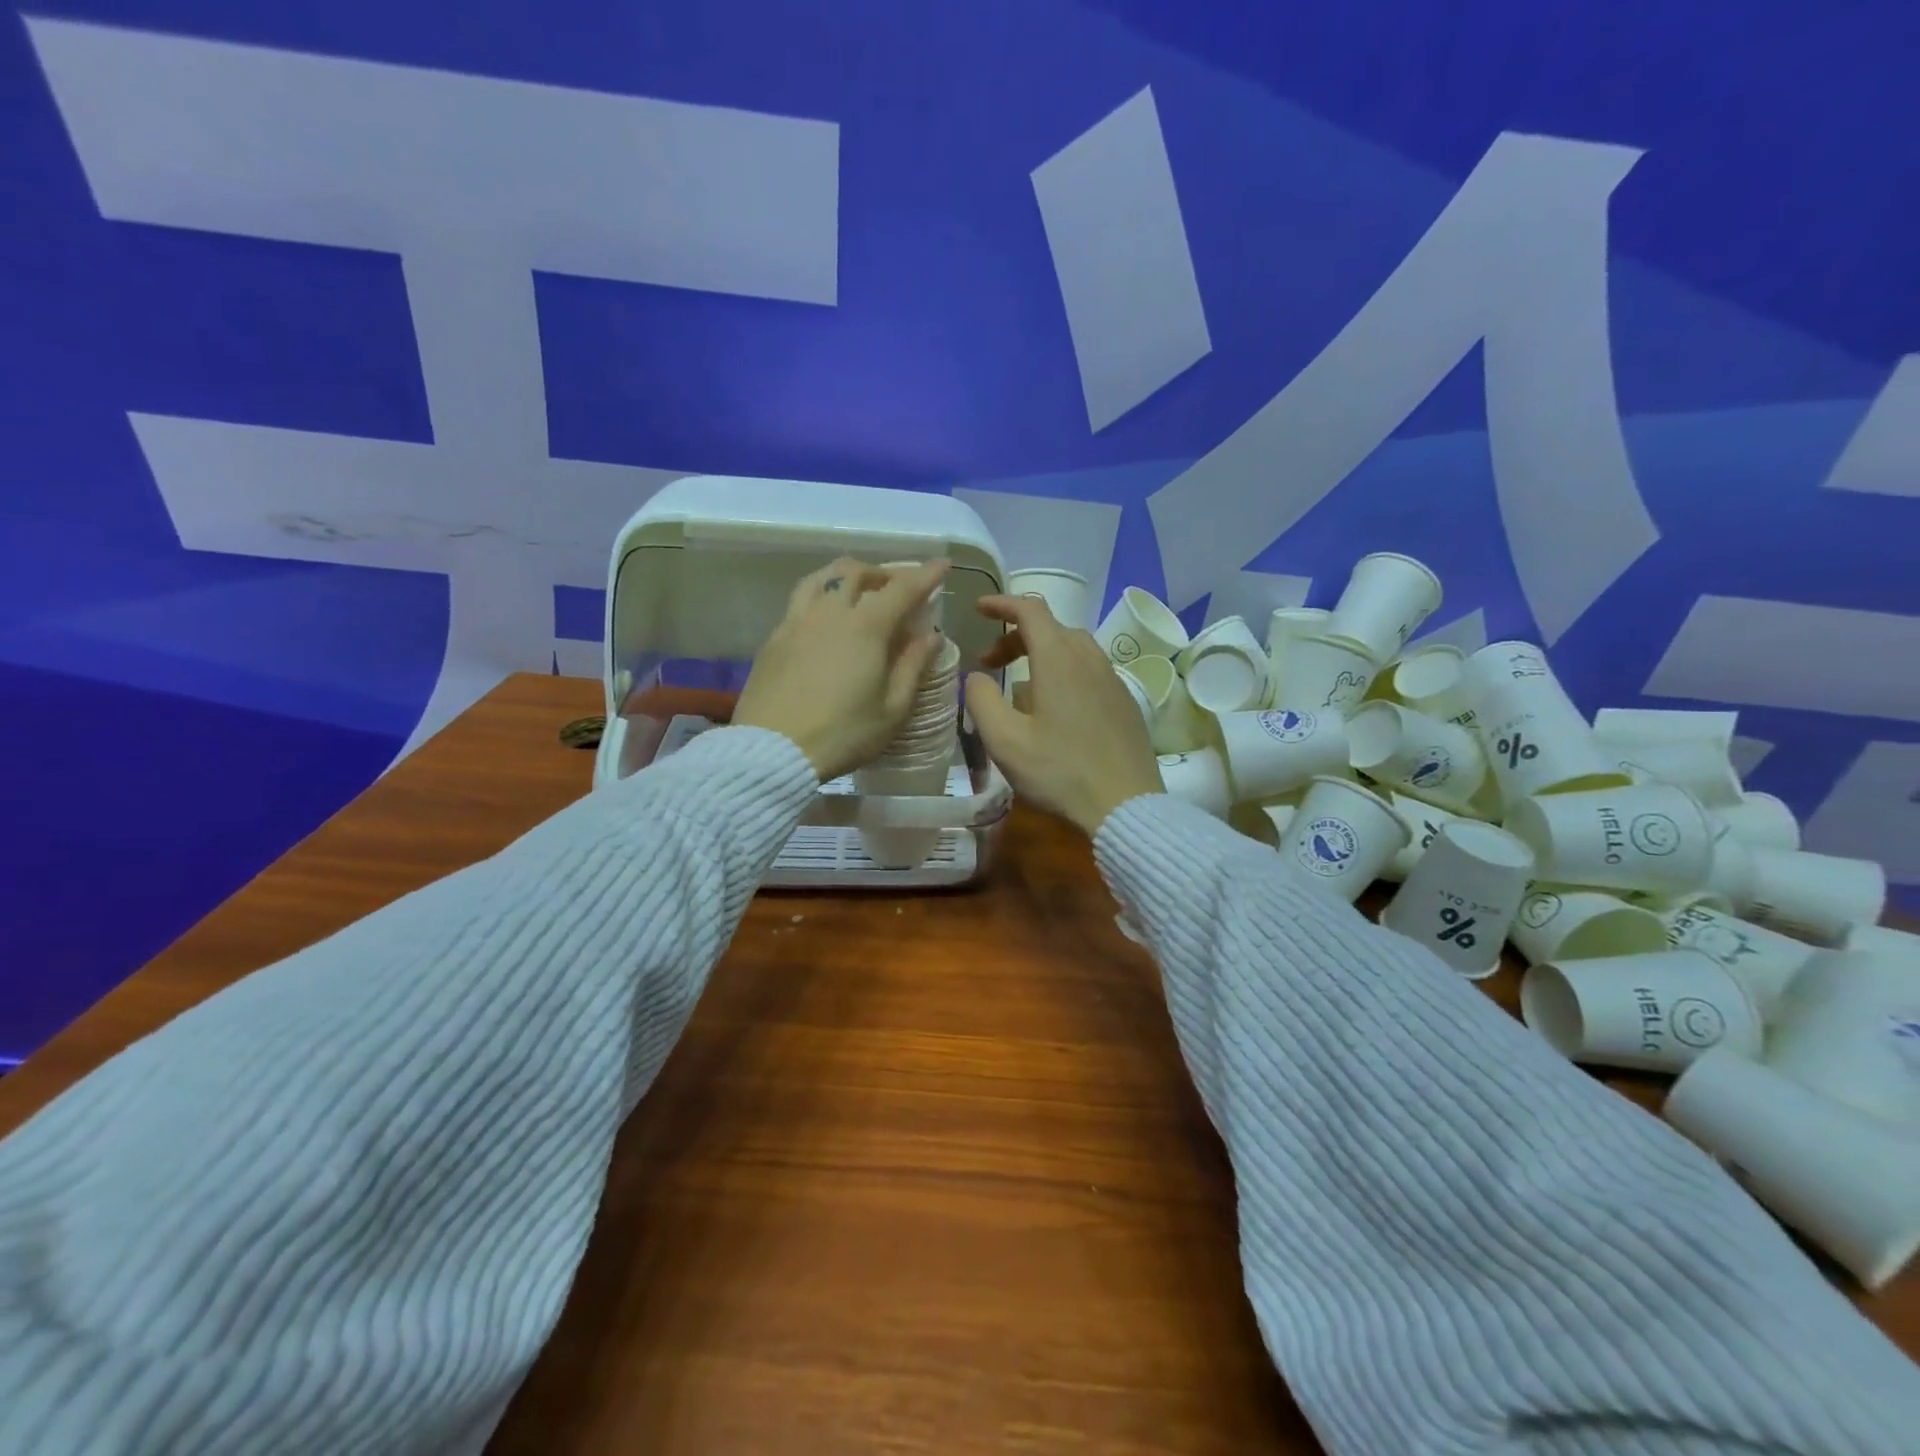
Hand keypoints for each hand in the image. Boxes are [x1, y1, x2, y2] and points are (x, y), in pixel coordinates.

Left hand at [734, 557, 948, 780]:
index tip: (942, 565)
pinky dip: (820, 594)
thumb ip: (913, 667)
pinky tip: (824, 617)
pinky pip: (800, 600)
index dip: (925, 575)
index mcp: (866, 627)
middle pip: (857, 572)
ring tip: (857, 589)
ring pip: (822, 578)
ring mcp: (797, 621)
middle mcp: (830, 612)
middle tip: (897, 586)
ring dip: (846, 575)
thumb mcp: (892, 709)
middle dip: (883, 572)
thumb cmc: (843, 734)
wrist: (772, 750)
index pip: (902, 588)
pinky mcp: (774, 638)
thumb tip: (932, 636)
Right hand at [964, 594, 1163, 835]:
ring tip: (1021, 685)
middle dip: (1016, 636)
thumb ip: (981, 699)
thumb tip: (977, 677)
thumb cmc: (1059, 771)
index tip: (979, 609)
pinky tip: (1056, 708)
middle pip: (1051, 628)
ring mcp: (1113, 679)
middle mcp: (1089, 658)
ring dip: (1042, 654)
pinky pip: (1090, 670)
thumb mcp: (1005, 740)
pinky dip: (1064, 672)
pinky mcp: (1125, 701)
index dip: (1002, 604)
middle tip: (991, 663)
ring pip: (1073, 648)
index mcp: (1059, 658)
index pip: (1030, 610)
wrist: (1125, 805)